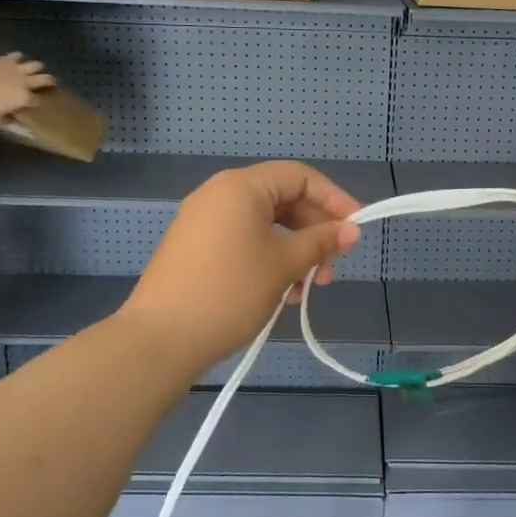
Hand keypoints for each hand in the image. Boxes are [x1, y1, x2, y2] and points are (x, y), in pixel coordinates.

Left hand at [0, 48, 54, 127]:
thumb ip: (7, 122)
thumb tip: (16, 123)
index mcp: (25, 98)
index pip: (41, 100)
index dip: (41, 103)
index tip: (38, 105)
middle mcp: (27, 82)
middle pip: (48, 79)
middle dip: (49, 83)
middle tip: (44, 87)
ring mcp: (19, 68)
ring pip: (37, 65)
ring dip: (37, 70)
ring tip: (32, 74)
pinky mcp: (8, 57)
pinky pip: (20, 56)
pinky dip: (19, 60)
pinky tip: (15, 64)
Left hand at [121, 161, 361, 373]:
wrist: (160, 340)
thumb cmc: (230, 292)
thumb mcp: (283, 264)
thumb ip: (320, 241)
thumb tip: (351, 230)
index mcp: (241, 186)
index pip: (300, 176)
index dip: (334, 199)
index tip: (356, 229)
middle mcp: (220, 194)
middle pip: (282, 199)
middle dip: (313, 230)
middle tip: (332, 266)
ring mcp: (203, 220)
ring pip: (264, 224)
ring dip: (294, 249)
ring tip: (309, 287)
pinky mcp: (195, 247)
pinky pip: (244, 239)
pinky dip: (269, 257)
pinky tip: (282, 292)